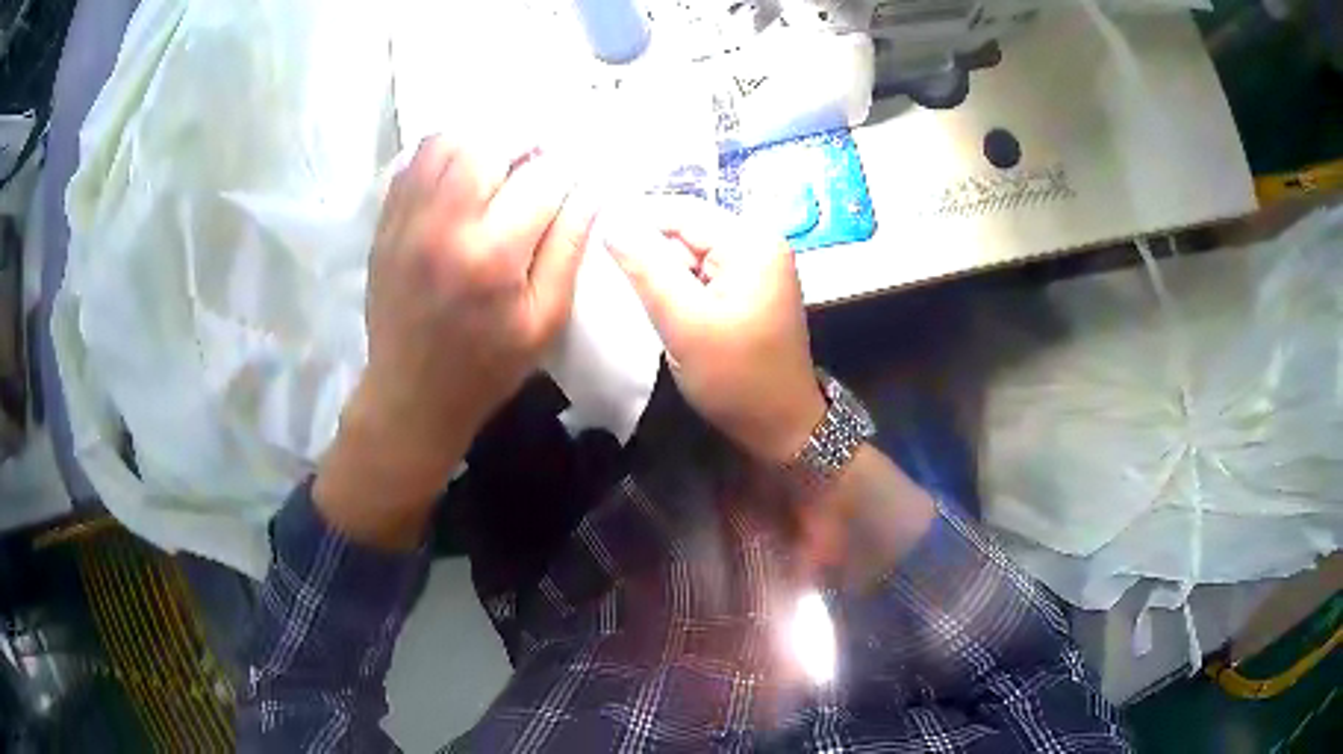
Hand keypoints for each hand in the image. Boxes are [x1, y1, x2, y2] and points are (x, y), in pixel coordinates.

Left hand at [316, 137, 592, 546]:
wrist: (411, 395)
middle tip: (544, 153)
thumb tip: (591, 187)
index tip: (583, 168)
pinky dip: (445, 151)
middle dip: (527, 138)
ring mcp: (408, 218)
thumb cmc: (486, 365)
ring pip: (448, 140)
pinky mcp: (386, 222)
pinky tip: (463, 168)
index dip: (571, 165)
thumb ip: (570, 247)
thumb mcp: (545, 319)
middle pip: (490, 142)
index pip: (544, 176)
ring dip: (484, 138)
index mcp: (492, 254)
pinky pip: (415, 161)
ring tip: (504, 157)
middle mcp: (445, 223)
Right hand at [604, 196, 824, 462]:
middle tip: (608, 272)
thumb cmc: (735, 376)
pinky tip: (662, 302)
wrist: (781, 423)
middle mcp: (760, 241)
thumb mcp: (683, 322)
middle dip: (649, 248)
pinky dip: (680, 282)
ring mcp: (759, 263)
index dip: (634, 219)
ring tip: (632, 290)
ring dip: (662, 268)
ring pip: (692, 250)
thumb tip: (610, 222)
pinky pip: (705, 269)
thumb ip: (645, 268)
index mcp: (750, 241)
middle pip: (687, 227)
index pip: (680, 210)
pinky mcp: (752, 285)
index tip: (592, 238)